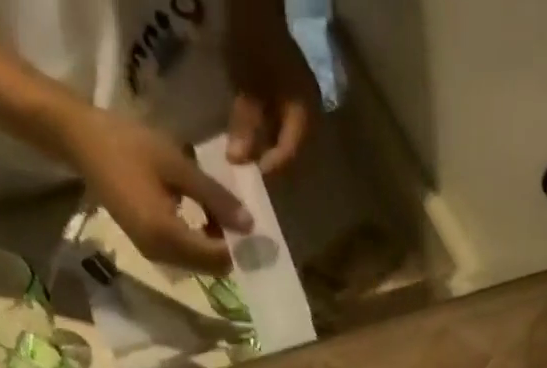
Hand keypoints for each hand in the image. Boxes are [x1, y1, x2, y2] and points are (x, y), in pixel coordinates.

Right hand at [58, 108, 251, 271]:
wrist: (82, 142)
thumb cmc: (129, 145)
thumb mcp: (178, 166)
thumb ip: (215, 197)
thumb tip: (249, 225)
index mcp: (168, 237)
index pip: (217, 258)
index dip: (239, 246)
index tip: (252, 224)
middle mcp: (162, 256)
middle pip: (211, 268)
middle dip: (228, 248)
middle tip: (236, 216)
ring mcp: (154, 255)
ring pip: (199, 265)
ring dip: (214, 245)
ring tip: (218, 211)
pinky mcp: (149, 248)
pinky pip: (185, 257)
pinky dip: (199, 243)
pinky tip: (202, 216)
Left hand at [225, 9, 319, 172]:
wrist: (257, 5)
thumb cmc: (254, 44)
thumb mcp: (248, 89)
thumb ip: (246, 126)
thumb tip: (236, 162)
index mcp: (304, 111)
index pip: (290, 151)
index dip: (272, 165)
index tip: (254, 171)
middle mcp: (309, 110)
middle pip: (292, 146)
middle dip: (272, 157)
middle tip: (254, 166)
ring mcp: (302, 99)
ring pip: (287, 134)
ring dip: (270, 143)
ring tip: (251, 150)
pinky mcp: (291, 90)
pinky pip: (282, 119)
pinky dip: (268, 128)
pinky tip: (254, 129)